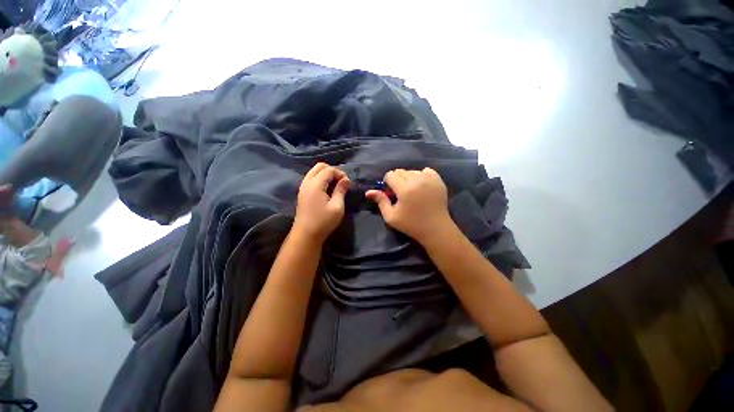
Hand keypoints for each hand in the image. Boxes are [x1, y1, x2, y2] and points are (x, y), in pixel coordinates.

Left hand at [293, 163, 349, 242]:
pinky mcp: (302, 193)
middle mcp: (307, 182)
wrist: (306, 235)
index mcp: (315, 184)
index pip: (328, 170)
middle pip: (319, 166)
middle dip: (332, 170)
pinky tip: (327, 189)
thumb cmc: (323, 222)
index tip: (348, 183)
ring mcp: (303, 187)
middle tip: (341, 181)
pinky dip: (320, 179)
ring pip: (314, 171)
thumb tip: (346, 180)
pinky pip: (311, 178)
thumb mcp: (337, 207)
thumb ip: (341, 191)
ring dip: (326, 174)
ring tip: (335, 185)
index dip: (340, 173)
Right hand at [365, 168, 451, 243]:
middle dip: (397, 180)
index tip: (391, 192)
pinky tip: (422, 186)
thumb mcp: (391, 216)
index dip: (388, 182)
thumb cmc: (411, 224)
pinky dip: (422, 176)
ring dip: (409, 178)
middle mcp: (417, 180)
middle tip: (401, 192)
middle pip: (401, 171)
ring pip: (412, 171)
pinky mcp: (438, 180)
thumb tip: (368, 191)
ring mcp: (429, 179)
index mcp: (404, 189)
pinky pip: (426, 171)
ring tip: (412, 190)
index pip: (391, 175)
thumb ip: (380, 201)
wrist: (435, 228)